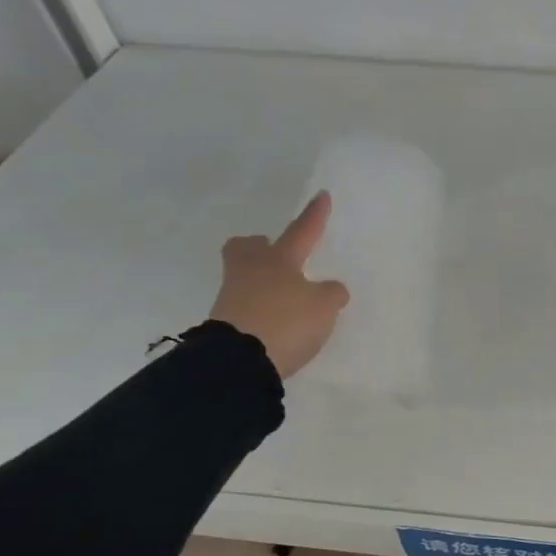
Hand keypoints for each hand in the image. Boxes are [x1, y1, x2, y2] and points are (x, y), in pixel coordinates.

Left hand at [208, 194, 350, 377]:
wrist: (238, 361)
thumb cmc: (286, 321)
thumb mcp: (324, 307)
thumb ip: (331, 293)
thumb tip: (329, 289)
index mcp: (278, 260)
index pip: (302, 231)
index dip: (314, 215)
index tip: (321, 195)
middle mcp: (251, 271)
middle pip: (246, 247)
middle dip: (260, 245)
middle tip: (274, 252)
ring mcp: (232, 296)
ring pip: (244, 276)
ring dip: (262, 281)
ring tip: (284, 297)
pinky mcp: (223, 323)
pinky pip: (244, 305)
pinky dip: (259, 308)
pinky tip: (275, 321)